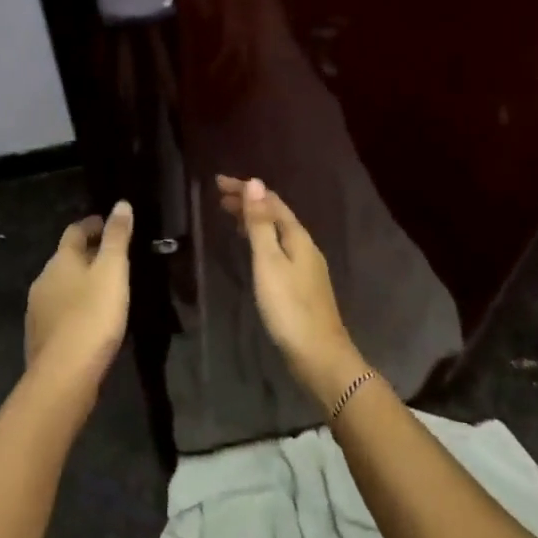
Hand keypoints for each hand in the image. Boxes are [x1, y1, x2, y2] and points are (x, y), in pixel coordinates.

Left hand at [25, 201, 133, 394]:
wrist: (64, 374)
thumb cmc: (93, 316)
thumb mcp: (113, 271)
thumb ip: (117, 237)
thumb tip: (120, 204)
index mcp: (61, 260)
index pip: (75, 231)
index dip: (93, 225)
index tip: (110, 224)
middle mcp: (43, 279)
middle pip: (66, 258)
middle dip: (87, 254)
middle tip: (113, 258)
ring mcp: (37, 309)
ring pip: (61, 285)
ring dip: (80, 282)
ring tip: (104, 289)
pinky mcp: (39, 336)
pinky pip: (59, 311)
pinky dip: (74, 306)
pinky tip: (89, 319)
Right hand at [215, 176, 364, 406]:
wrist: (318, 355)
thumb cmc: (289, 307)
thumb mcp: (269, 262)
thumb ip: (260, 224)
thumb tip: (255, 183)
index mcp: (298, 237)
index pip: (271, 201)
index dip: (246, 189)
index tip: (219, 182)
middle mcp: (305, 246)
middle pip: (276, 215)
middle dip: (249, 203)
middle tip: (220, 197)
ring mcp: (306, 266)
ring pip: (278, 232)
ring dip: (255, 221)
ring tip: (231, 217)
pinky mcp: (302, 285)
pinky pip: (279, 249)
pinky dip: (262, 240)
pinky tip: (254, 250)